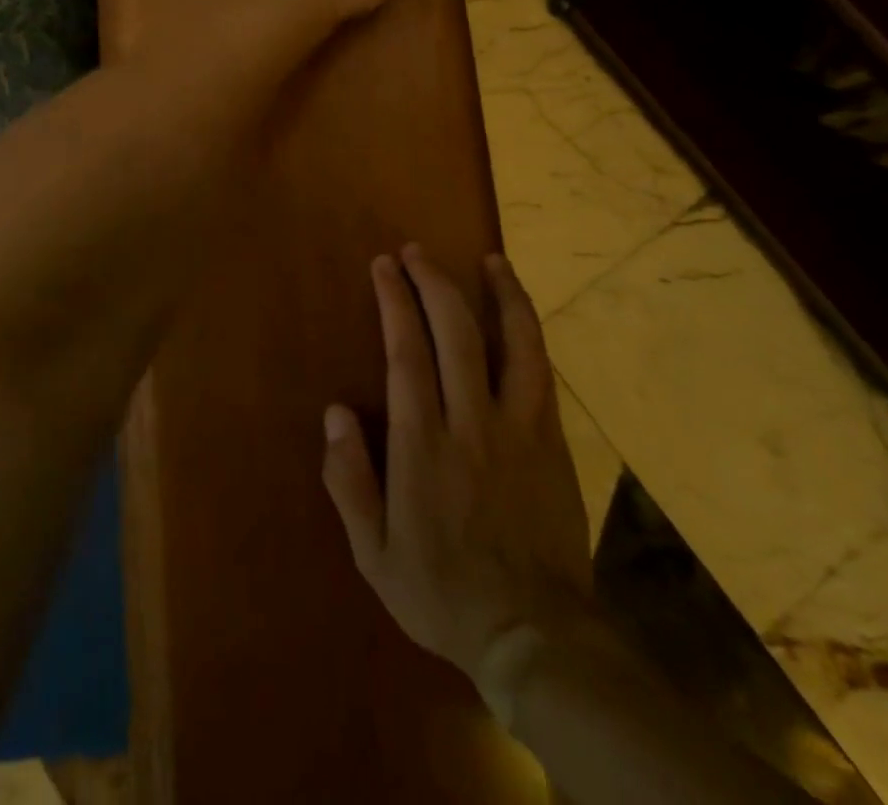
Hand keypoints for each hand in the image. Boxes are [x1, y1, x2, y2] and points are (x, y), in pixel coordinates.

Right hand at [322, 246, 592, 682]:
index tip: (384, 266)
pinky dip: (528, 332)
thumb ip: (349, 480)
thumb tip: (335, 412)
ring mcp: (520, 428)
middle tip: (415, 252)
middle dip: (433, 282)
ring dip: (501, 294)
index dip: (395, 302)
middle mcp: (473, 423)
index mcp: (425, 446)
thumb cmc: (442, 593)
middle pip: (455, 333)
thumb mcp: (373, 553)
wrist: (535, 635)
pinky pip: (541, 371)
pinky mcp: (552, 439)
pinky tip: (520, 314)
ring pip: (515, 342)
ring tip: (490, 259)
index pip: (407, 353)